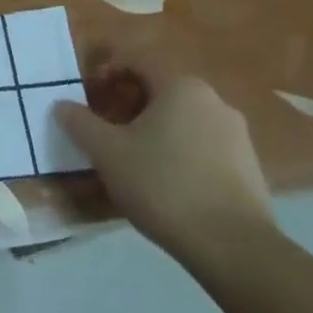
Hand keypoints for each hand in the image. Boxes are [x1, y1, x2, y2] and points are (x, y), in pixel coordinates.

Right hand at [57, 50, 275, 268]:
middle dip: (128, 104)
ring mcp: (237, 136)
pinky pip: (203, 147)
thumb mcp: (106, 152)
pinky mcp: (250, 169)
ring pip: (182, 119)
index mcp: (181, 86)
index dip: (106, 74)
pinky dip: (178, 153)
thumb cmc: (163, 185)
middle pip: (159, 90)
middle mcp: (214, 101)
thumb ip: (79, 122)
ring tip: (132, 160)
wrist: (235, 250)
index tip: (89, 99)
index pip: (136, 62)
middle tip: (106, 130)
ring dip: (153, 130)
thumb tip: (62, 106)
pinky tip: (165, 183)